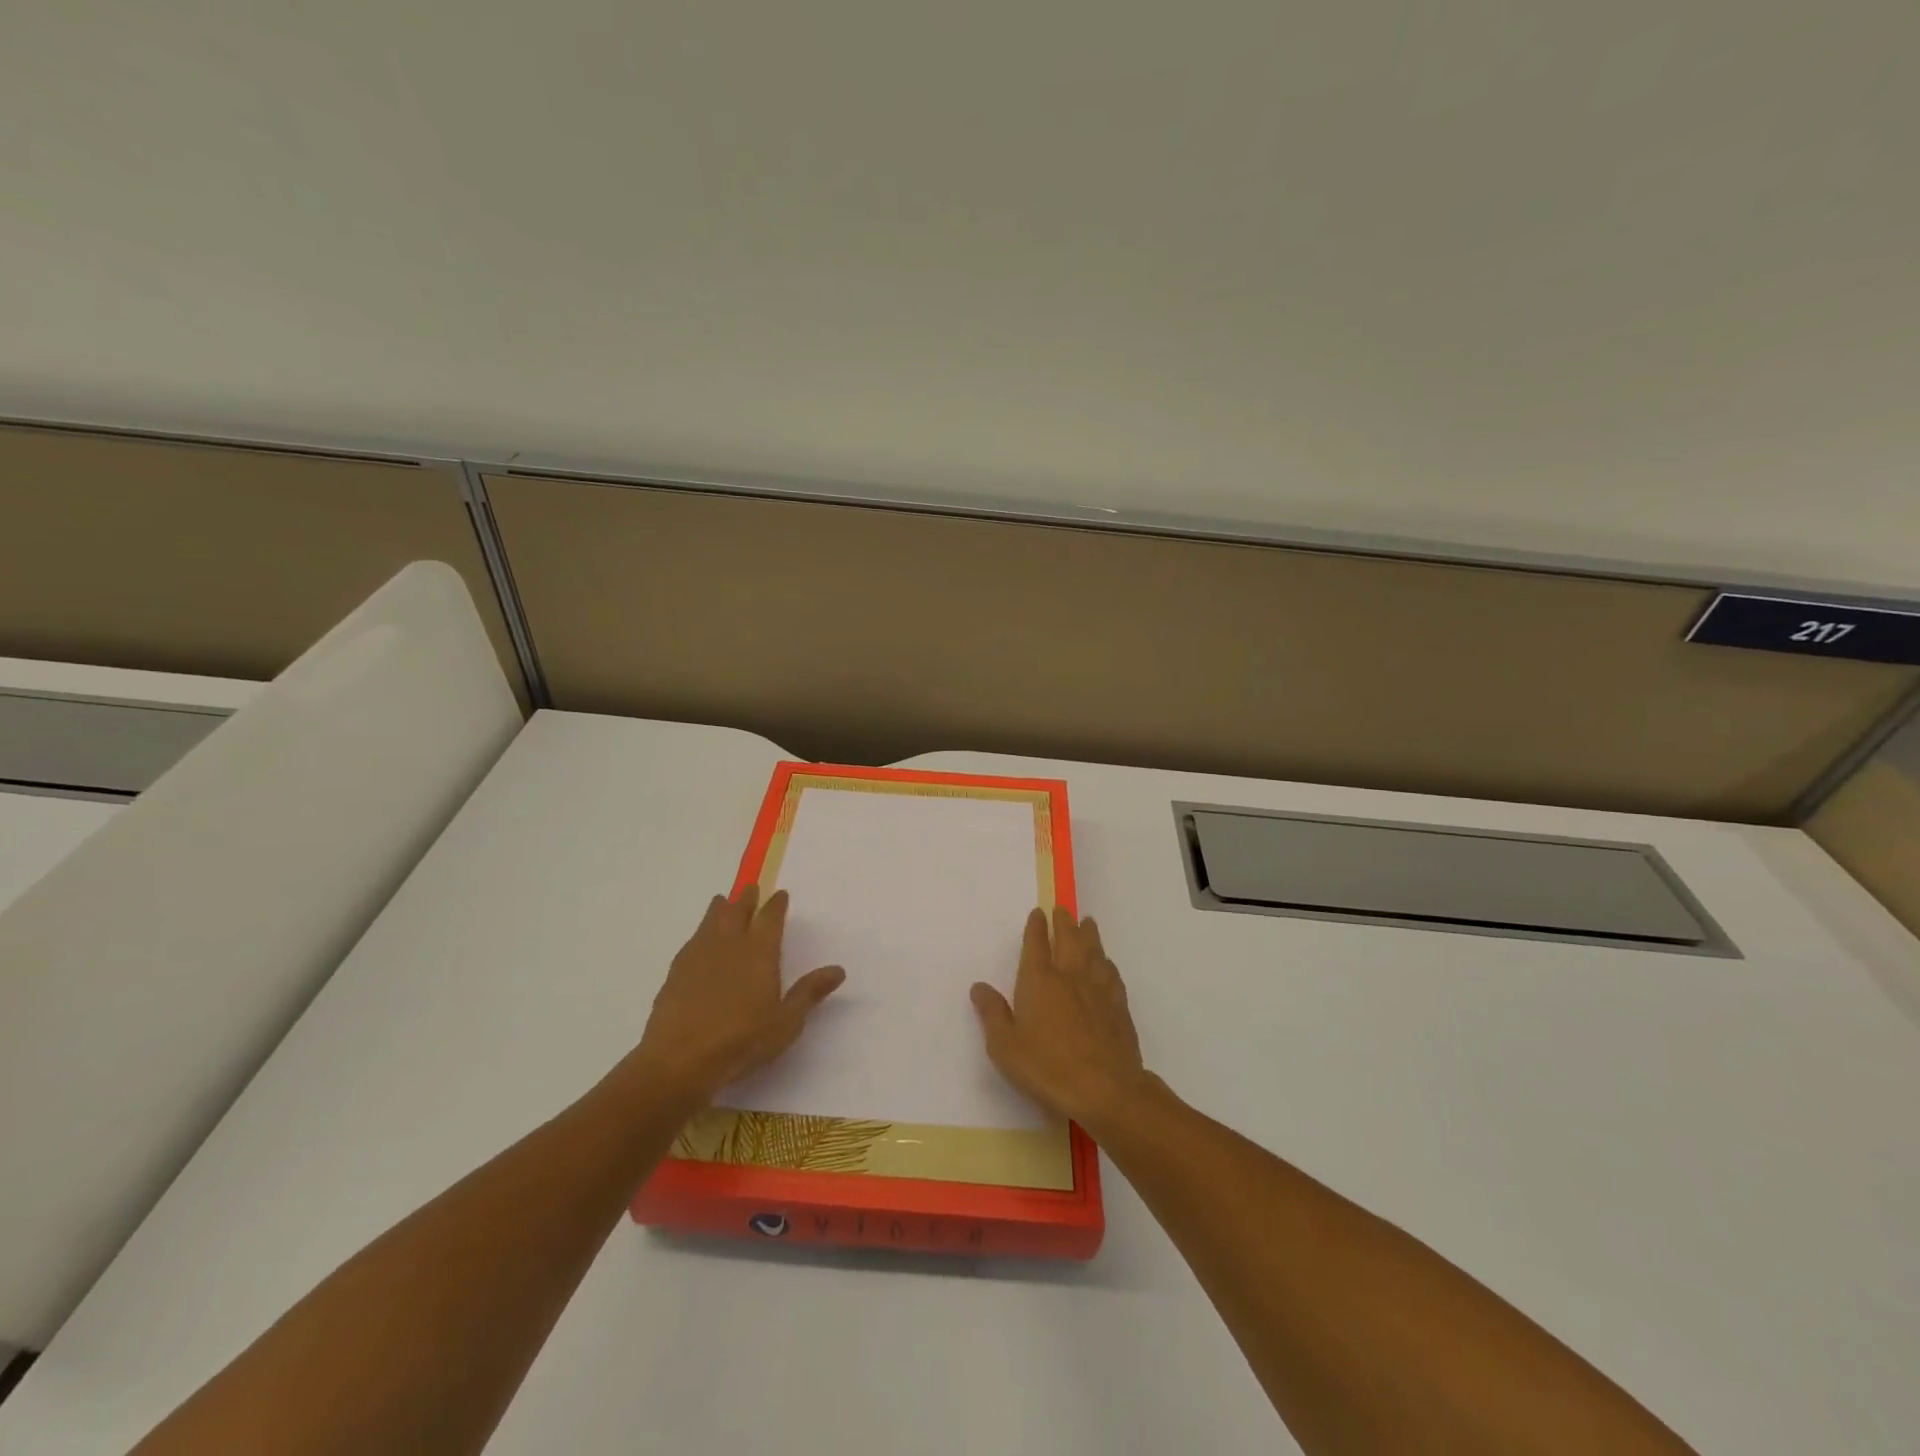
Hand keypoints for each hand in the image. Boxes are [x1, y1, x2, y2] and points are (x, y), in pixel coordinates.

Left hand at [627, 886, 844, 1105]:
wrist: (680, 1059)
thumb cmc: (742, 1041)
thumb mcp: (786, 1022)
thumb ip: (809, 993)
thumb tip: (838, 970)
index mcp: (759, 953)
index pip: (770, 918)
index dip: (776, 905)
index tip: (781, 895)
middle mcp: (729, 945)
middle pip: (738, 911)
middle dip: (746, 898)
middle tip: (751, 889)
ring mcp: (699, 955)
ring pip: (711, 921)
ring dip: (719, 909)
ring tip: (722, 901)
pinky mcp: (676, 971)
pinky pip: (692, 941)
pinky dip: (700, 933)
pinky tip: (698, 940)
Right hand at [970, 906, 1149, 1128]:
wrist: (1103, 1087)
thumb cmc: (1046, 1066)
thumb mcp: (1004, 1046)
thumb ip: (992, 1013)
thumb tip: (979, 986)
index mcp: (1039, 981)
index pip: (1036, 944)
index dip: (1036, 927)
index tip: (1038, 912)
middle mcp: (1070, 976)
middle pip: (1069, 940)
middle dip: (1065, 923)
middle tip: (1064, 909)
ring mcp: (1098, 990)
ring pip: (1094, 952)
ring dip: (1090, 935)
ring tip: (1088, 924)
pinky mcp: (1118, 1008)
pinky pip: (1112, 975)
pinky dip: (1107, 963)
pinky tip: (1107, 964)